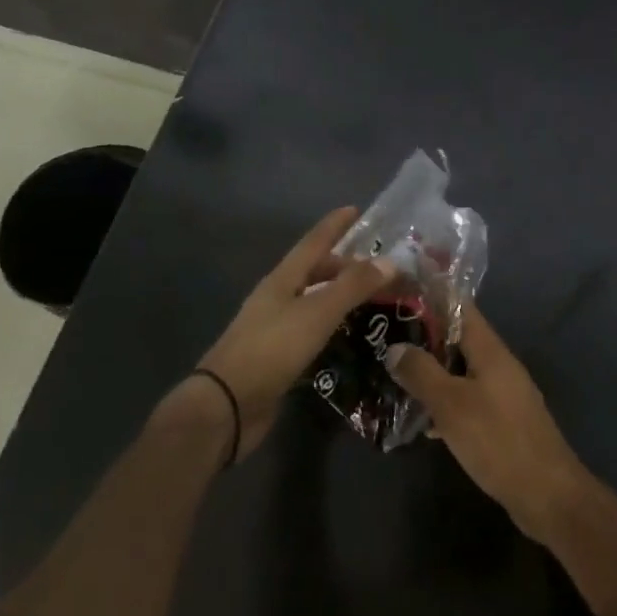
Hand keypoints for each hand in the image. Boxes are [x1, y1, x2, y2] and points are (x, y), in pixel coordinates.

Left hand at [194, 207, 394, 459]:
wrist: (226, 407)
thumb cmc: (271, 349)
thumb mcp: (317, 313)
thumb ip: (353, 286)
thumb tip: (390, 260)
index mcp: (283, 279)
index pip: (314, 242)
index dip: (334, 225)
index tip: (355, 209)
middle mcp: (277, 298)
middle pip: (314, 271)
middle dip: (343, 264)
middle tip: (377, 266)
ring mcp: (275, 328)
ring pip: (314, 301)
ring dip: (340, 296)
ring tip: (371, 298)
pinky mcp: (278, 357)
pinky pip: (312, 330)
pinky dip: (333, 325)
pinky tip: (349, 334)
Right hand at [384, 307, 593, 543]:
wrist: (547, 494)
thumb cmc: (497, 440)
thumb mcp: (451, 404)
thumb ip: (422, 373)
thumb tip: (395, 347)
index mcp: (490, 350)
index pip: (460, 307)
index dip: (432, 296)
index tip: (400, 292)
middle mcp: (498, 364)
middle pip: (458, 339)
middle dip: (424, 337)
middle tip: (385, 336)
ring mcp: (503, 393)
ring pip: (460, 371)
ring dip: (432, 372)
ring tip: (394, 374)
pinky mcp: (502, 421)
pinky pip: (467, 399)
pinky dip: (445, 402)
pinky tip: (421, 420)